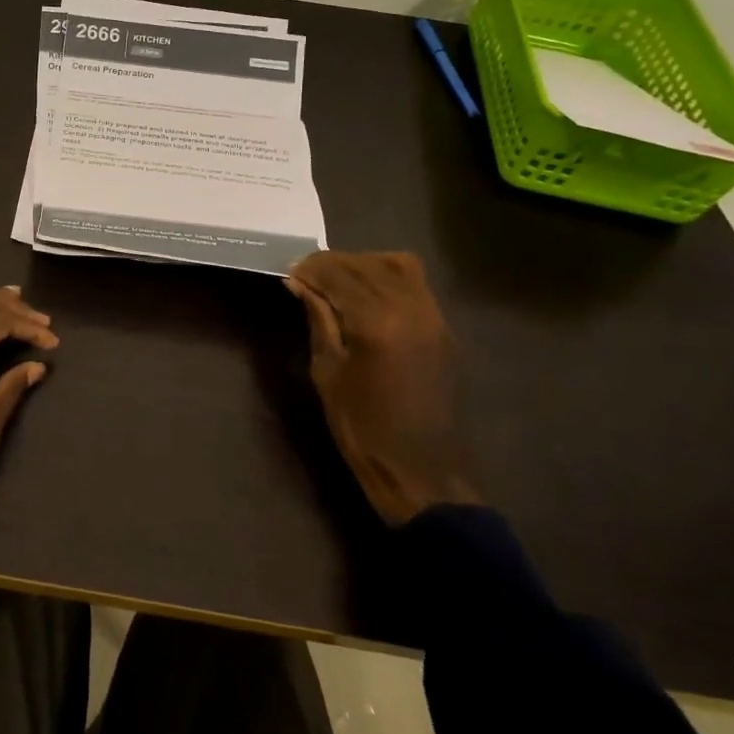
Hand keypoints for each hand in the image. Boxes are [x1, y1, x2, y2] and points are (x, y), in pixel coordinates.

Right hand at [286, 251, 478, 525]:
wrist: (420, 470)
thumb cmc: (361, 427)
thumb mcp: (327, 372)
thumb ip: (318, 319)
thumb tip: (299, 283)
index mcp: (376, 323)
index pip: (338, 274)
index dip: (310, 269)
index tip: (289, 273)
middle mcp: (410, 310)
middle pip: (367, 264)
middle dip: (332, 263)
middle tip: (306, 276)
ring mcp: (433, 317)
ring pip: (397, 264)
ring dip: (363, 264)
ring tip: (337, 281)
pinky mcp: (443, 328)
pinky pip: (416, 284)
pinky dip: (387, 276)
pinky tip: (366, 295)